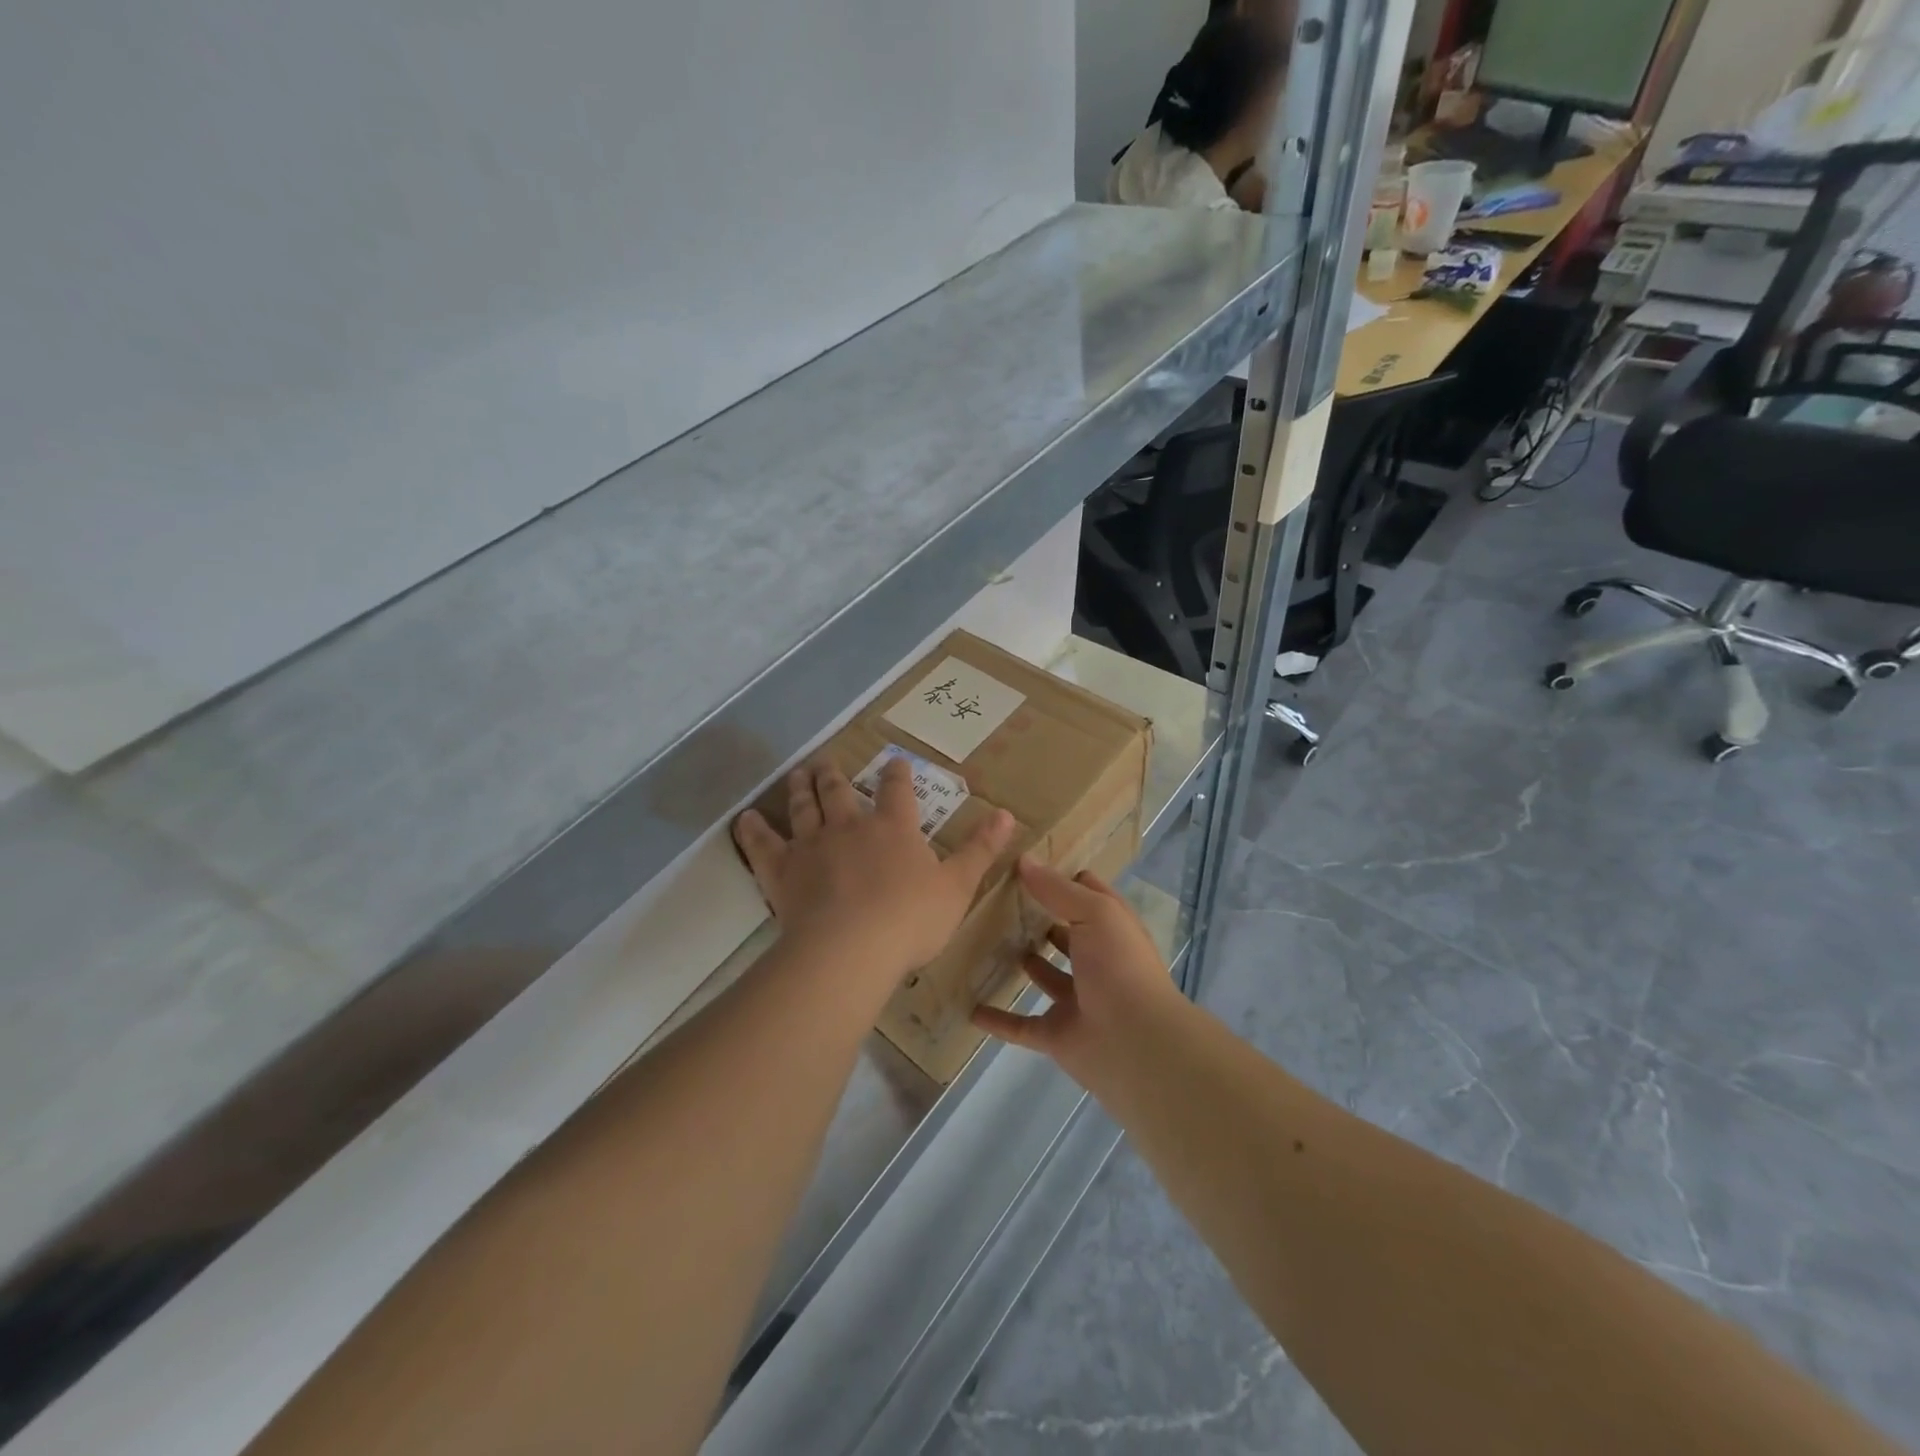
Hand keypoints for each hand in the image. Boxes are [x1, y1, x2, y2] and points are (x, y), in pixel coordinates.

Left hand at [733, 757, 1013, 985]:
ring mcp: (812, 845)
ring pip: (804, 807)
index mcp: (894, 828)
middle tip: (825, 761)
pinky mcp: (782, 870)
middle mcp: (850, 826)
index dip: (897, 774)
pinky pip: (763, 844)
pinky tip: (745, 818)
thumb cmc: (910, 920)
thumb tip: (1007, 813)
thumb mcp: (957, 887)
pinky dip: (753, 830)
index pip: (897, 790)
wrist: (851, 949)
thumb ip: (980, 850)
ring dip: (801, 788)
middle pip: (840, 792)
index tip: (894, 761)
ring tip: (798, 773)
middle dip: (835, 775)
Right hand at [971, 860, 1184, 1091]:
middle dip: (1038, 919)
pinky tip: (969, 1006)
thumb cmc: (1120, 966)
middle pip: (1065, 934)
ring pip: (1045, 976)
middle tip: (996, 900)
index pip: (1088, 895)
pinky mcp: (1057, 1034)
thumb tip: (1023, 860)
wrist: (1136, 1044)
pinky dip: (998, 1019)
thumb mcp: (1094, 913)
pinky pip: (1021, 1025)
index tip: (1025, 863)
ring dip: (1023, 963)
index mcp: (1111, 929)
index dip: (1062, 878)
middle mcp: (1096, 961)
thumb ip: (1057, 889)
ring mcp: (1077, 999)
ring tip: (985, 941)